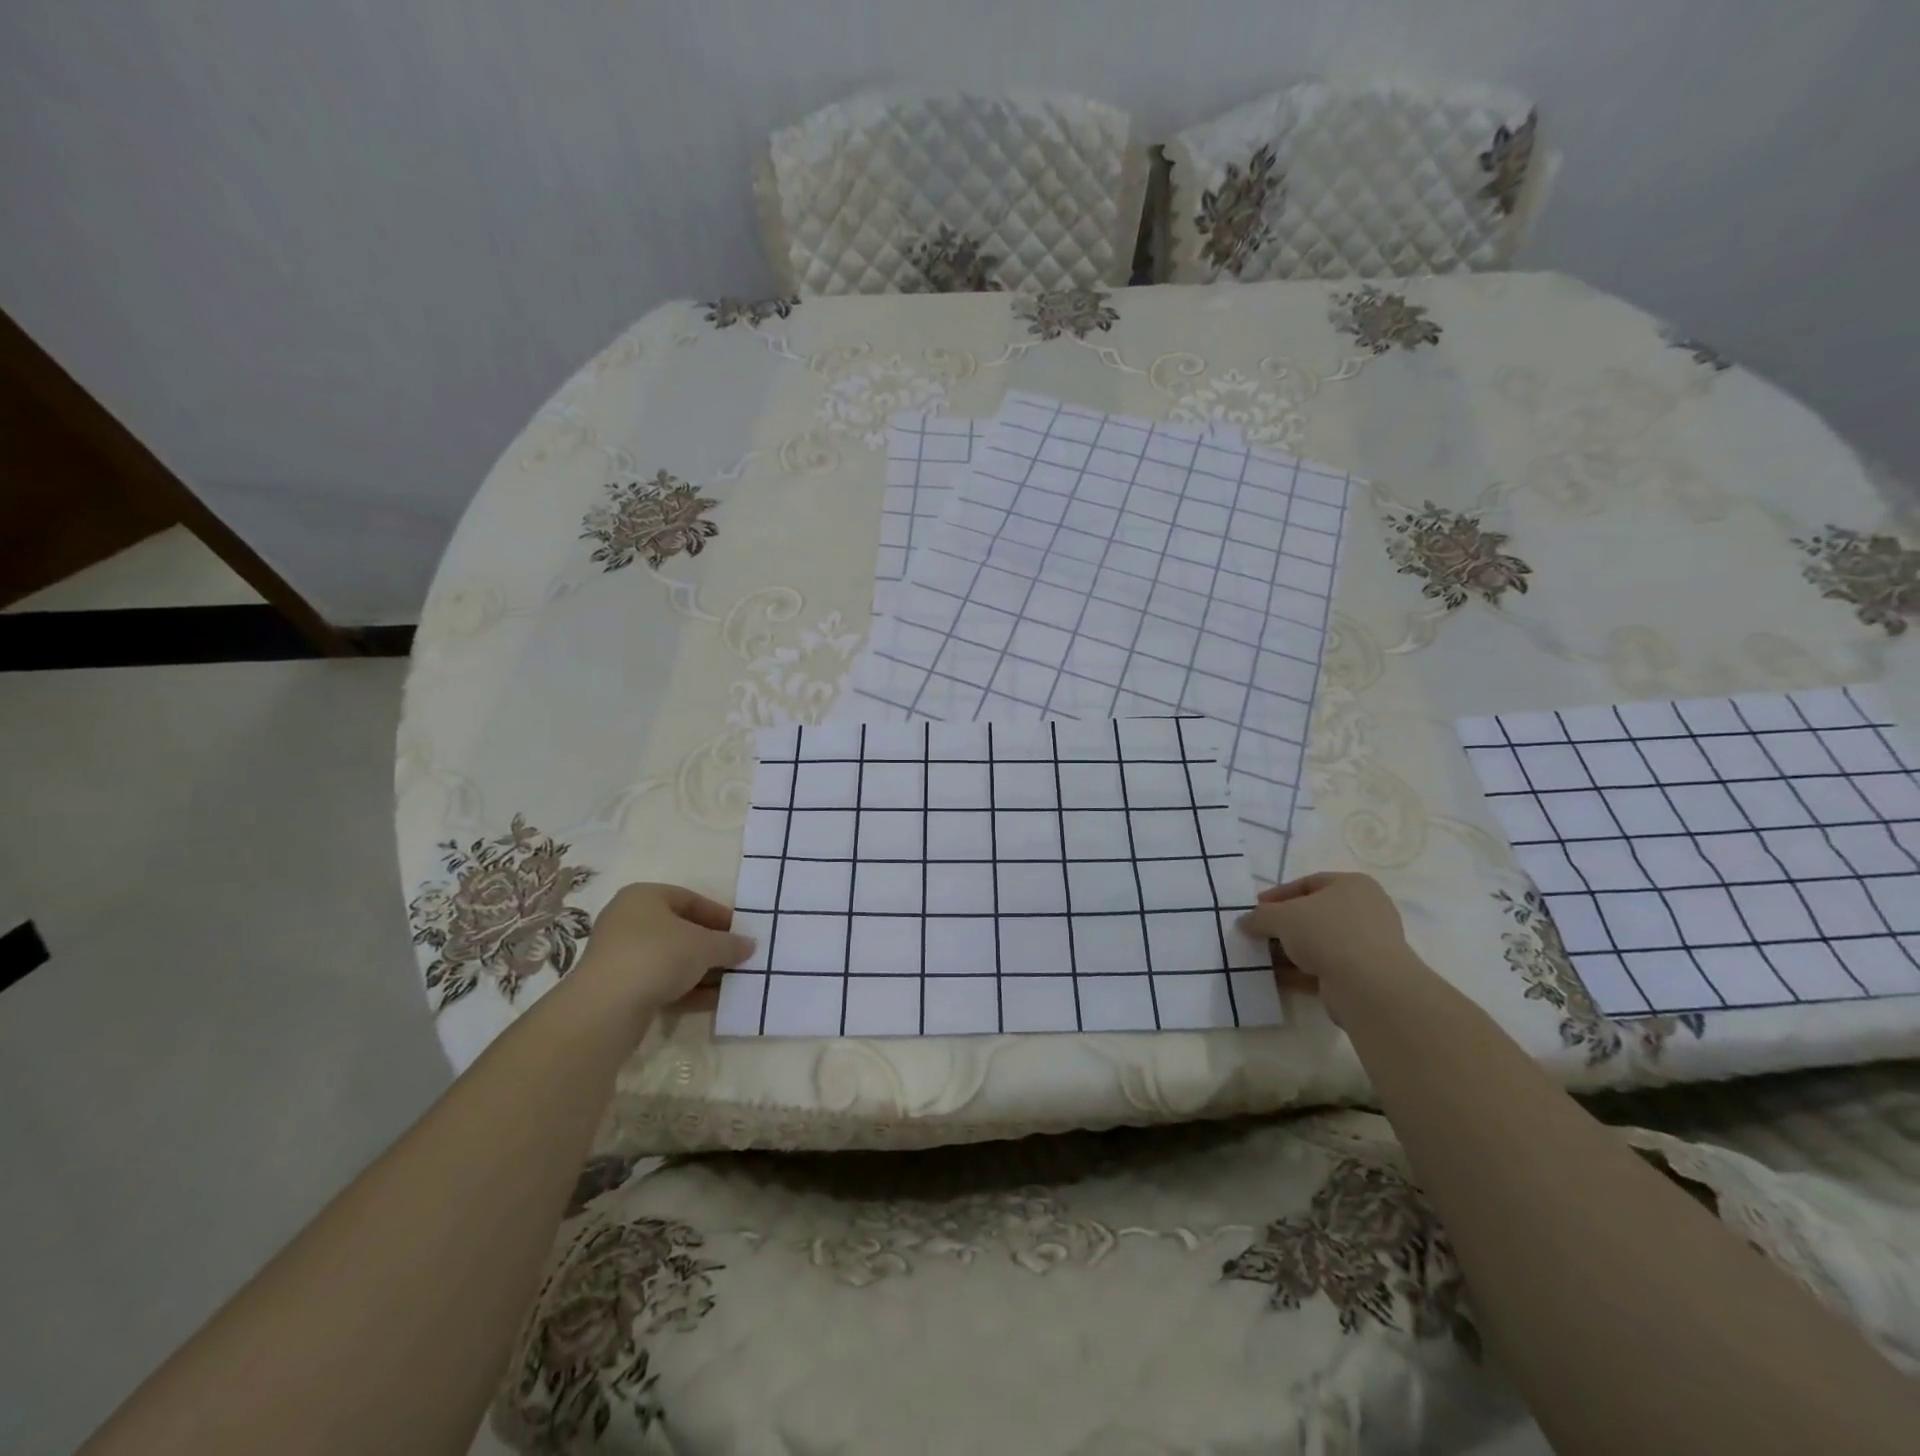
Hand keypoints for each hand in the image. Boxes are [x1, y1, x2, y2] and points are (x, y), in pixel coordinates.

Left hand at [571, 883, 754, 1016]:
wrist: (606, 1007)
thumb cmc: (658, 955)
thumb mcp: (705, 945)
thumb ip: (730, 943)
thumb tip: (749, 945)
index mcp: (644, 897)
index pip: (690, 900)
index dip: (719, 915)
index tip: (741, 932)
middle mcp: (628, 921)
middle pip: (680, 931)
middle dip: (711, 946)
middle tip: (738, 958)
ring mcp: (621, 956)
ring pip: (671, 960)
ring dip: (702, 971)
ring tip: (731, 983)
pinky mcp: (619, 989)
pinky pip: (660, 983)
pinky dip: (686, 990)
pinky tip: (712, 1001)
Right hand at [1237, 872, 1420, 1025]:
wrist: (1369, 985)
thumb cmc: (1327, 932)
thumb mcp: (1282, 916)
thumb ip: (1259, 916)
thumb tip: (1244, 922)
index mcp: (1353, 886)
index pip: (1308, 883)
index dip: (1278, 895)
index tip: (1256, 908)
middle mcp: (1365, 911)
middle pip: (1314, 915)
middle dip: (1283, 925)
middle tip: (1258, 933)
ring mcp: (1367, 945)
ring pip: (1319, 943)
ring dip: (1290, 950)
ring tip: (1262, 958)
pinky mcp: (1364, 975)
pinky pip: (1325, 968)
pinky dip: (1300, 972)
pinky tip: (1276, 978)